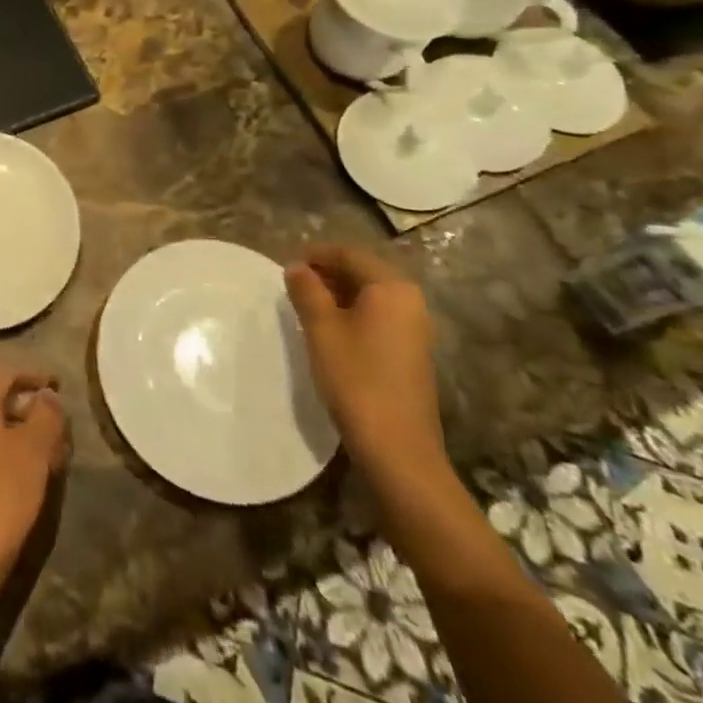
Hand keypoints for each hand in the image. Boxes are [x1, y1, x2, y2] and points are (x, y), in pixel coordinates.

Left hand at [0, 366, 70, 588]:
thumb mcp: (34, 450)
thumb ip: (45, 415)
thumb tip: (47, 396)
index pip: (9, 371)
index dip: (37, 377)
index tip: (61, 386)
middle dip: (30, 406)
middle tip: (60, 423)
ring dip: (21, 429)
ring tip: (52, 448)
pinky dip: (6, 446)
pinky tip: (29, 469)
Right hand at [286, 244, 446, 482]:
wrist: (397, 449)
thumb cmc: (356, 378)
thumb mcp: (321, 328)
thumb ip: (306, 290)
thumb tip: (296, 267)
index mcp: (392, 287)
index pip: (350, 254)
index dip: (317, 253)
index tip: (288, 262)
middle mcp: (410, 302)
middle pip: (363, 273)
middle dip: (328, 273)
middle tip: (294, 282)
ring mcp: (415, 330)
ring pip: (370, 297)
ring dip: (338, 294)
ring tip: (306, 304)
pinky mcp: (411, 354)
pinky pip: (378, 318)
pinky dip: (353, 314)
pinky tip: (329, 330)